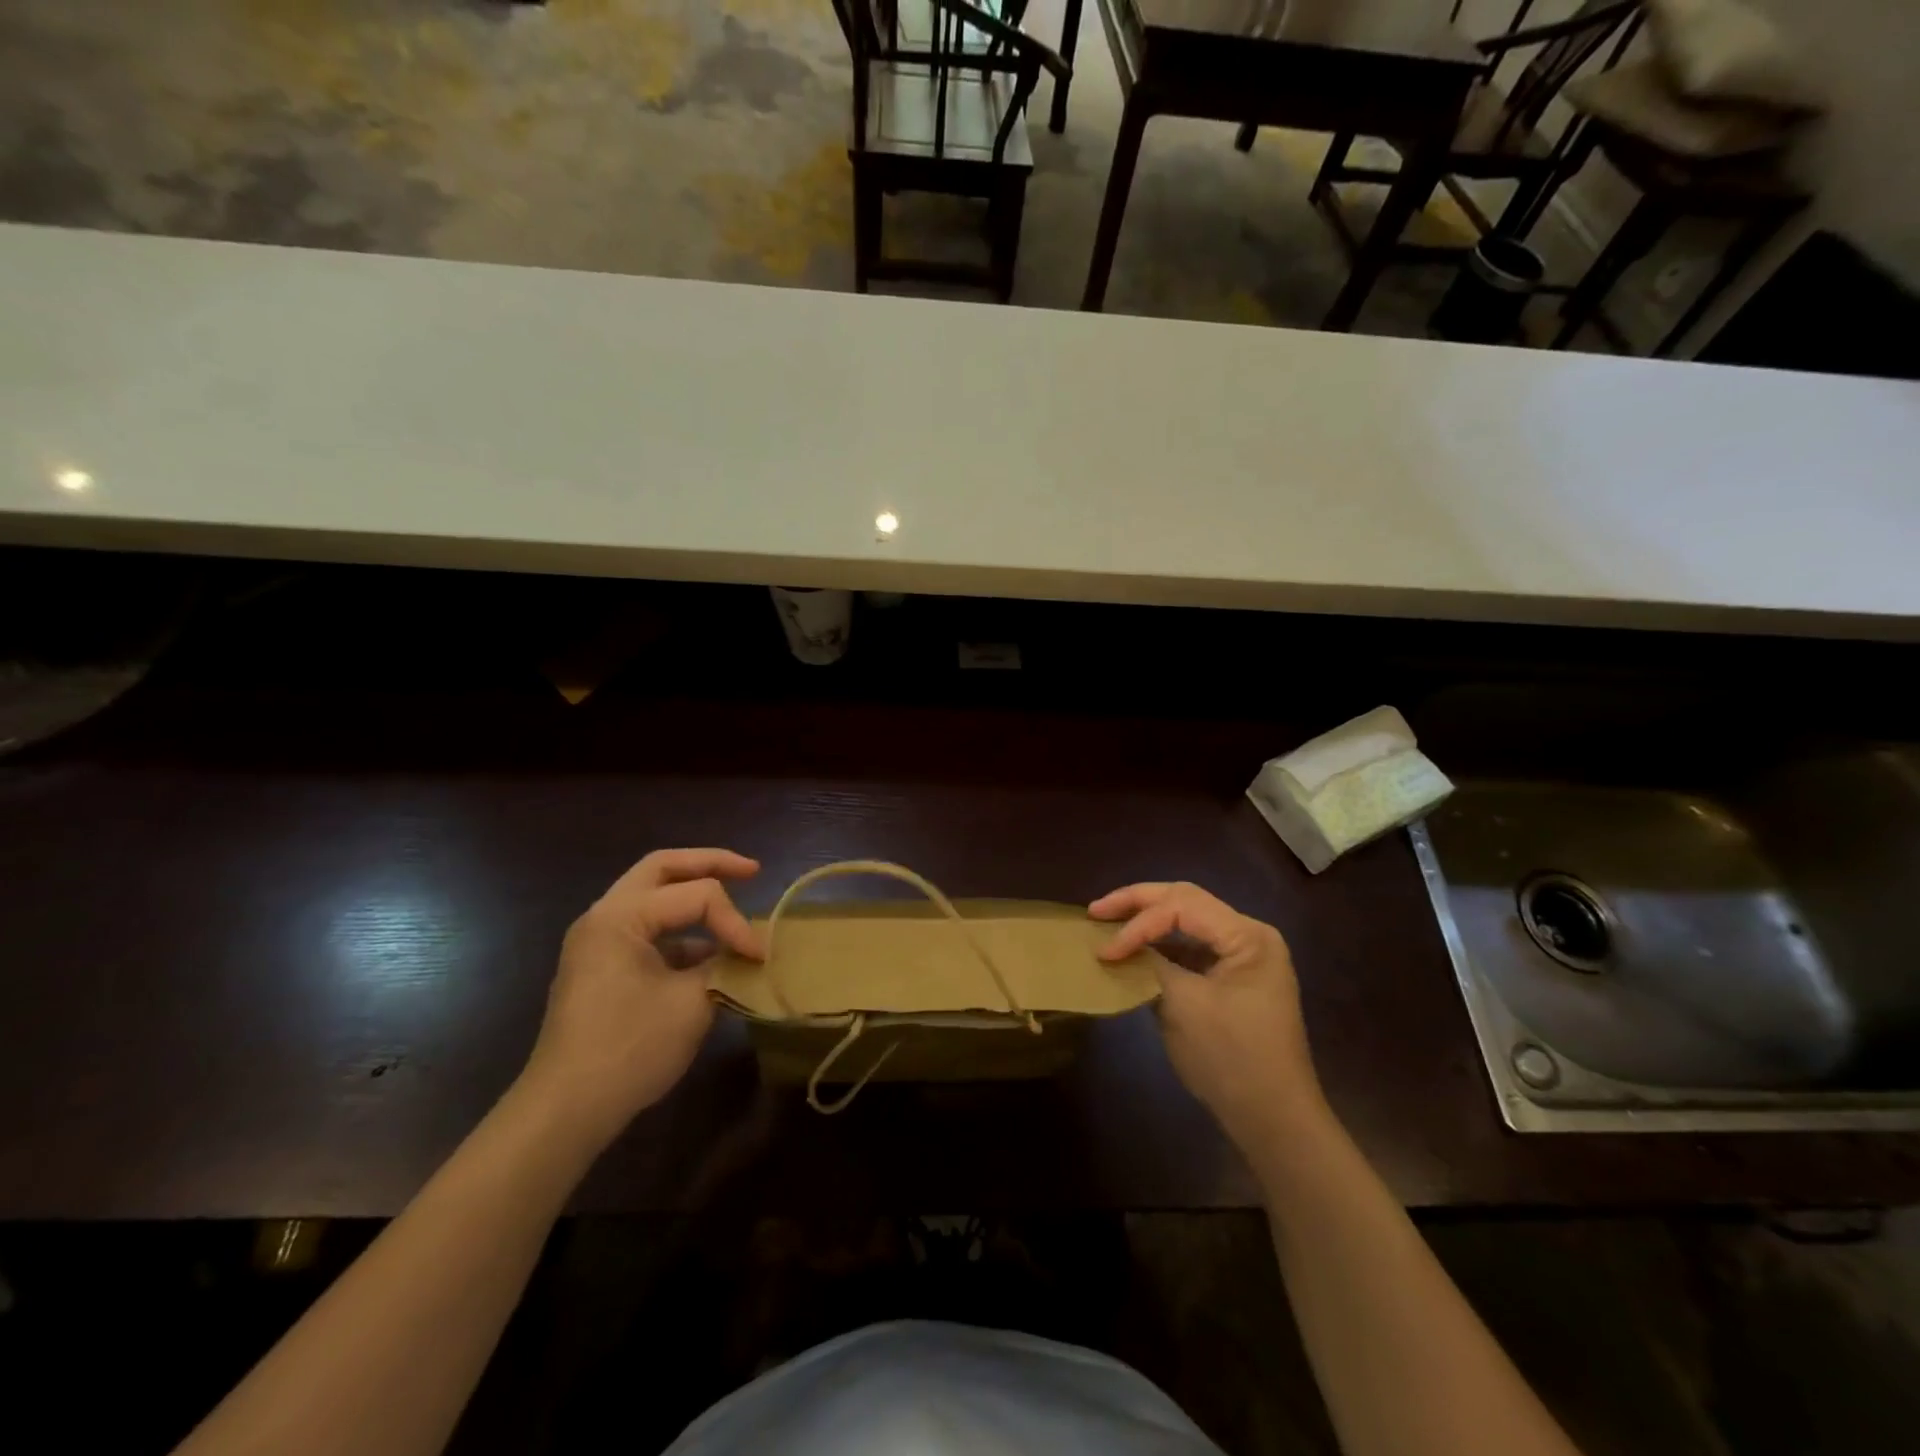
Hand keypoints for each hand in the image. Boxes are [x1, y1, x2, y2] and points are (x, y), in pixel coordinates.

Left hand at [518, 848, 763, 1148]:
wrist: (566, 1111)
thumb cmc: (629, 1049)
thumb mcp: (692, 1002)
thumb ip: (724, 965)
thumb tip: (746, 956)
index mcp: (620, 916)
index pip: (696, 895)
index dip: (735, 921)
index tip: (759, 958)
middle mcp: (603, 917)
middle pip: (663, 869)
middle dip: (710, 864)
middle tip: (751, 870)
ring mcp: (597, 943)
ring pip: (651, 897)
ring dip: (692, 897)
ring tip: (731, 905)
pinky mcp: (601, 968)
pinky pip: (646, 932)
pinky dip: (680, 933)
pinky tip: (708, 956)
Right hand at [1091, 881, 1328, 1151]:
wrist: (1274, 1121)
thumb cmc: (1232, 1059)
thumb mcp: (1184, 1005)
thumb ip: (1150, 964)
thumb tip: (1116, 947)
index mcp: (1248, 936)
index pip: (1181, 906)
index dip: (1137, 924)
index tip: (1104, 952)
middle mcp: (1249, 936)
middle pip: (1185, 902)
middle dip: (1138, 904)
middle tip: (1096, 910)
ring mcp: (1242, 958)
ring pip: (1186, 922)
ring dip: (1147, 922)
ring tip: (1108, 924)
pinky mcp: (1231, 980)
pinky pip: (1190, 949)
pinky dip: (1160, 948)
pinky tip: (1133, 953)